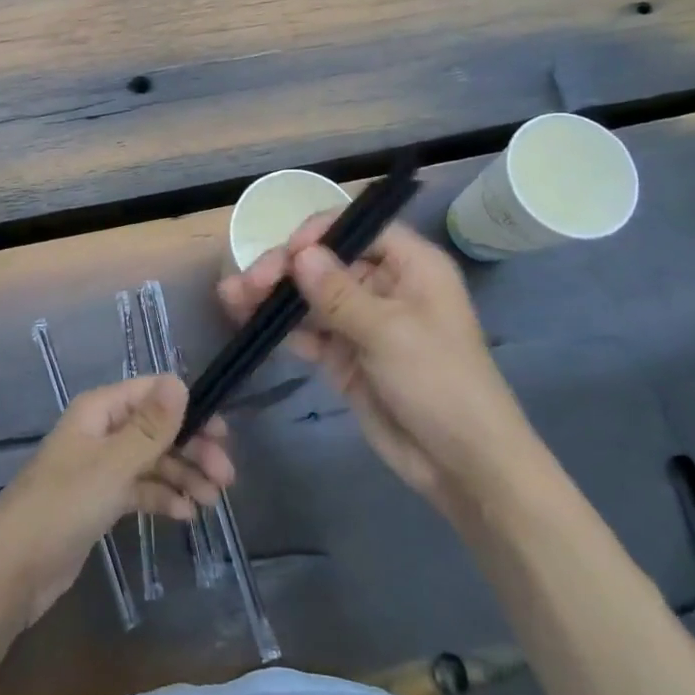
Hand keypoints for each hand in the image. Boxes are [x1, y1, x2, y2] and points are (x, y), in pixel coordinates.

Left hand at [0, 374, 233, 629]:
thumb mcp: (112, 465)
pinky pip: (140, 490)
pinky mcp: (100, 502)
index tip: (222, 433)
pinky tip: (186, 515)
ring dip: (183, 475)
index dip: (188, 409)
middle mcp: (101, 432)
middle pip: (156, 429)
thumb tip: (181, 381)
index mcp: (99, 411)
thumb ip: (149, 427)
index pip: (151, 393)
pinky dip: (163, 497)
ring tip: (213, 500)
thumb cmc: (61, 507)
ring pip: (152, 461)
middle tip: (226, 477)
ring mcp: (100, 468)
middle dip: (192, 448)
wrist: (11, 571)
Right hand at [217, 215, 534, 508]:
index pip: (359, 228)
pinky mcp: (346, 356)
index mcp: (410, 266)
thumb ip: (339, 293)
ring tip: (231, 299)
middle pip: (326, 262)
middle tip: (247, 284)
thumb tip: (299, 254)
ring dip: (273, 297)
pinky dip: (282, 328)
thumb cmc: (439, 383)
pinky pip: (309, 332)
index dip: (319, 234)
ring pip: (311, 297)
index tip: (287, 254)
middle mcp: (384, 286)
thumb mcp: (389, 332)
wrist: (462, 465)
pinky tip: (250, 326)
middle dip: (285, 269)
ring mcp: (362, 322)